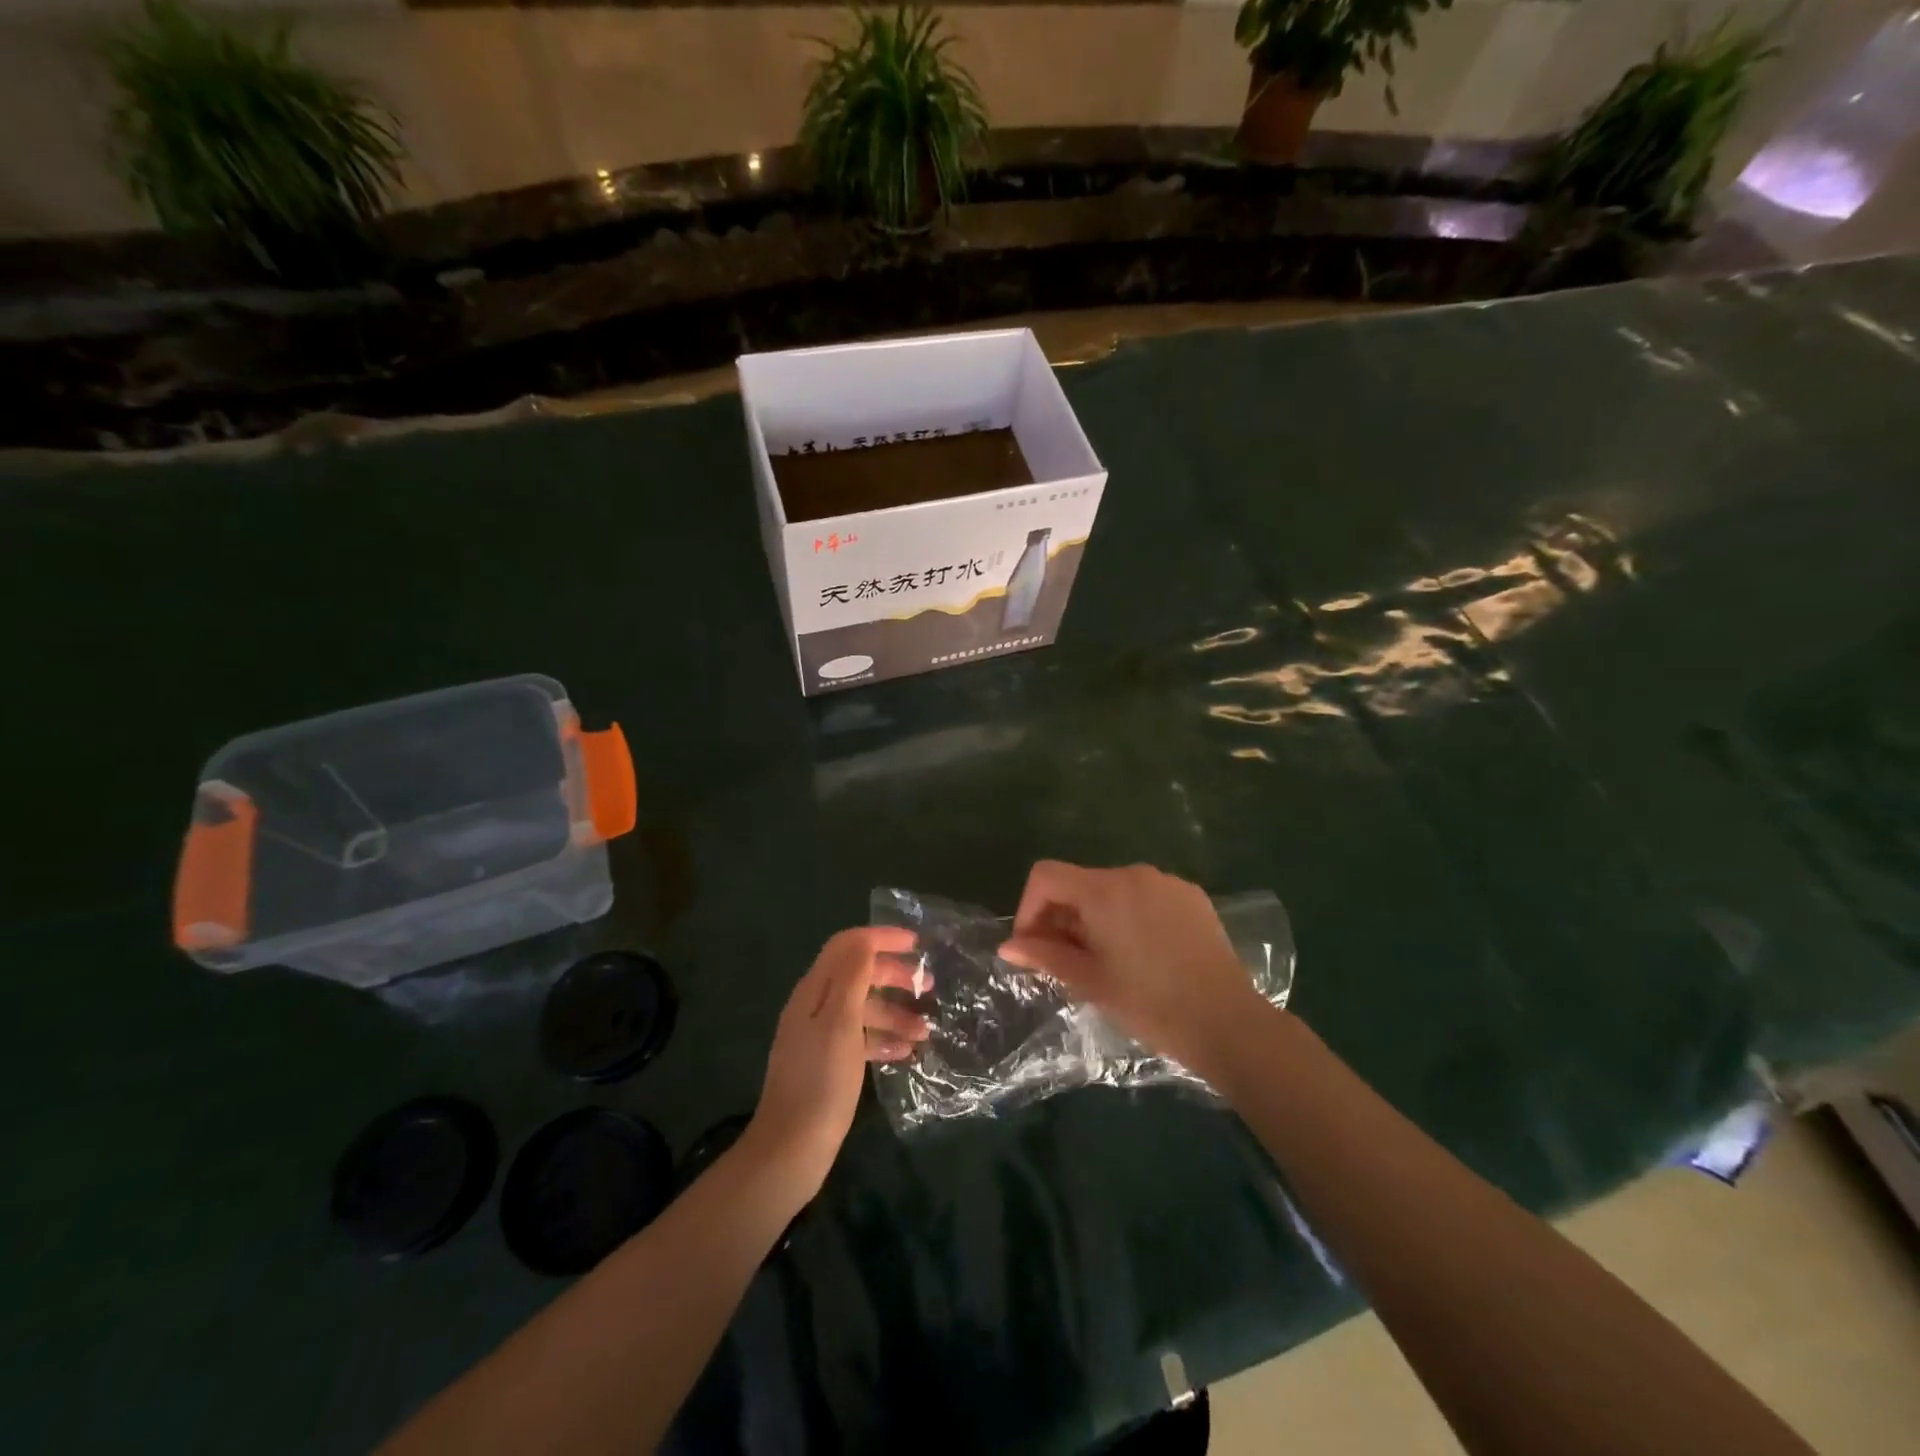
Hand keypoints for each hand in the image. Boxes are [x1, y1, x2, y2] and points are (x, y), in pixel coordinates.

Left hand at [745, 926, 928, 1200]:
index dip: (881, 938)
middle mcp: (814, 1007)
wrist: (790, 1150)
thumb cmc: (821, 1082)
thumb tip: (866, 939)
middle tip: (928, 987)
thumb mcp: (841, 1023)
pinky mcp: (827, 1063)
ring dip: (894, 1013)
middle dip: (893, 975)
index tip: (917, 943)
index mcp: (814, 991)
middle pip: (857, 974)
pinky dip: (883, 1039)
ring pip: (863, 1008)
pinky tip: (906, 1053)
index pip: (848, 946)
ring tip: (925, 1031)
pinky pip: (860, 1037)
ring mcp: (820, 1036)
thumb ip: (852, 977)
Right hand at [998, 861, 1261, 1068]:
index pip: (1046, 875)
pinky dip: (1129, 916)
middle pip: (1080, 882)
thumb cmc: (1150, 1004)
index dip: (1029, 907)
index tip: (1033, 945)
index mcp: (1104, 890)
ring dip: (1095, 917)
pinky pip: (1145, 896)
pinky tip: (1141, 954)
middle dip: (1062, 916)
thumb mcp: (1090, 981)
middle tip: (1064, 960)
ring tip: (1103, 960)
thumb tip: (1008, 946)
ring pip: (1112, 890)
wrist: (1228, 1022)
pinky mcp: (1192, 897)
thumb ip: (1045, 955)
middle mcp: (1134, 874)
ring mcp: (1167, 882)